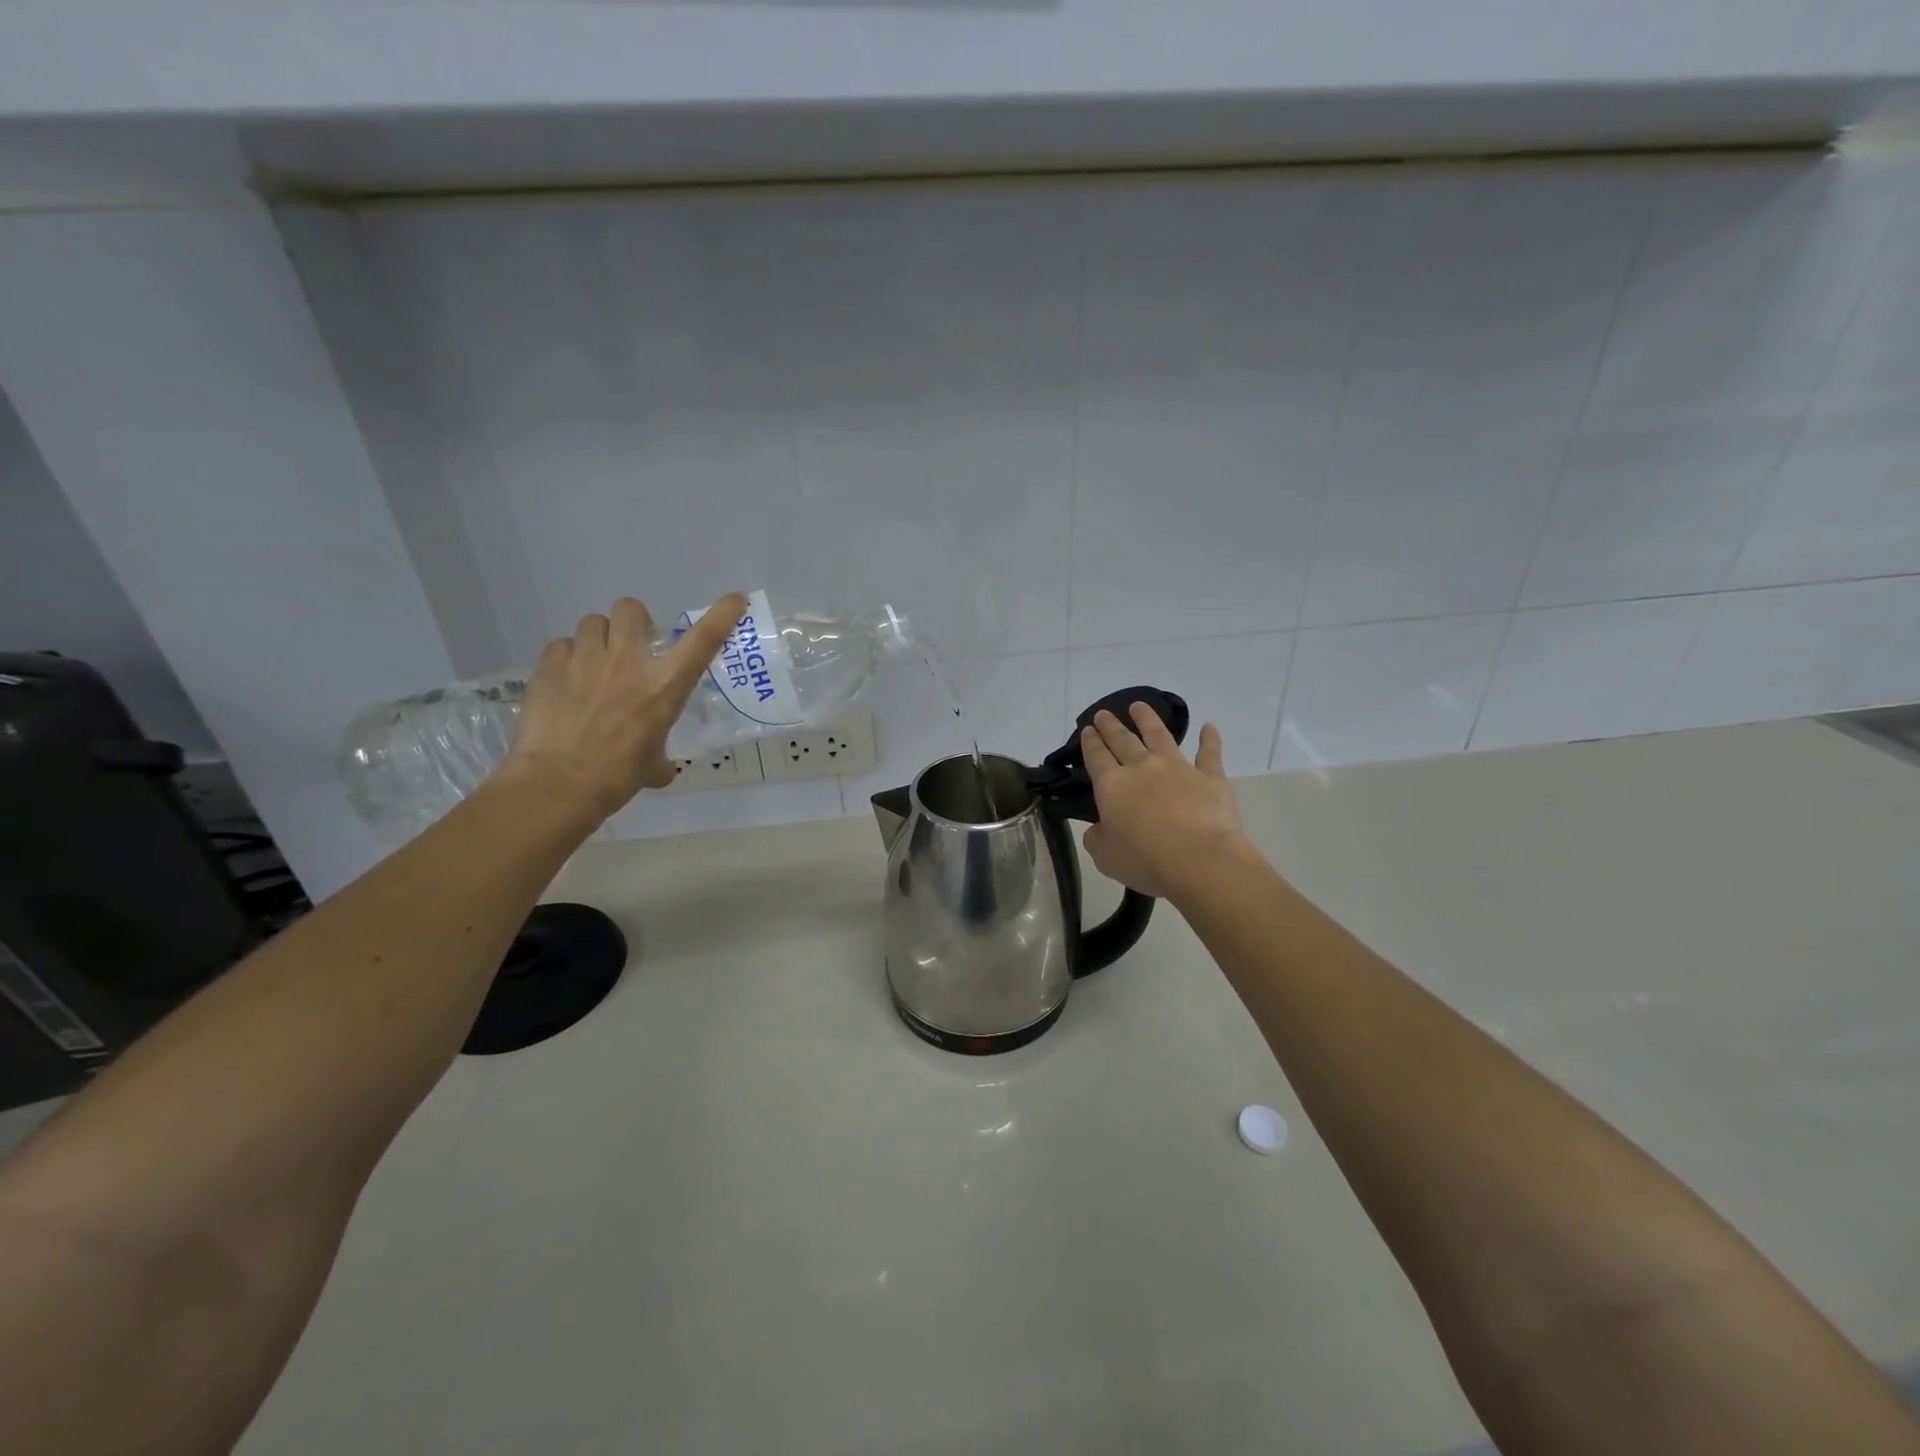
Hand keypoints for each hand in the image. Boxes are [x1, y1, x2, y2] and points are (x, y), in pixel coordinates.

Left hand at [498, 593, 747, 821]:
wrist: (557, 783)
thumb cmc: (616, 776)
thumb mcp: (652, 766)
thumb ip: (660, 757)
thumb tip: (661, 767)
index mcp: (664, 686)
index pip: (703, 639)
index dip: (722, 614)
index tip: (735, 599)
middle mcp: (628, 661)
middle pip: (631, 609)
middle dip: (634, 621)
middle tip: (631, 644)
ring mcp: (586, 659)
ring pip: (593, 622)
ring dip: (598, 638)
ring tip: (593, 662)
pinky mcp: (549, 665)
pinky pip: (561, 645)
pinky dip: (566, 657)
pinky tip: (565, 680)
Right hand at [1081, 703, 1247, 900]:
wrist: (1199, 859)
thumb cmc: (1145, 860)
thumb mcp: (1104, 855)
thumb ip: (1097, 837)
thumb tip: (1100, 827)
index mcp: (1112, 785)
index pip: (1096, 756)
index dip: (1090, 741)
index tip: (1088, 730)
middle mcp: (1142, 767)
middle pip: (1123, 739)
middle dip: (1111, 725)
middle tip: (1104, 714)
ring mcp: (1178, 768)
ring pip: (1159, 735)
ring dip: (1148, 719)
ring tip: (1139, 706)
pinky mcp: (1210, 776)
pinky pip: (1209, 752)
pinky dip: (1209, 738)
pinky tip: (1209, 726)